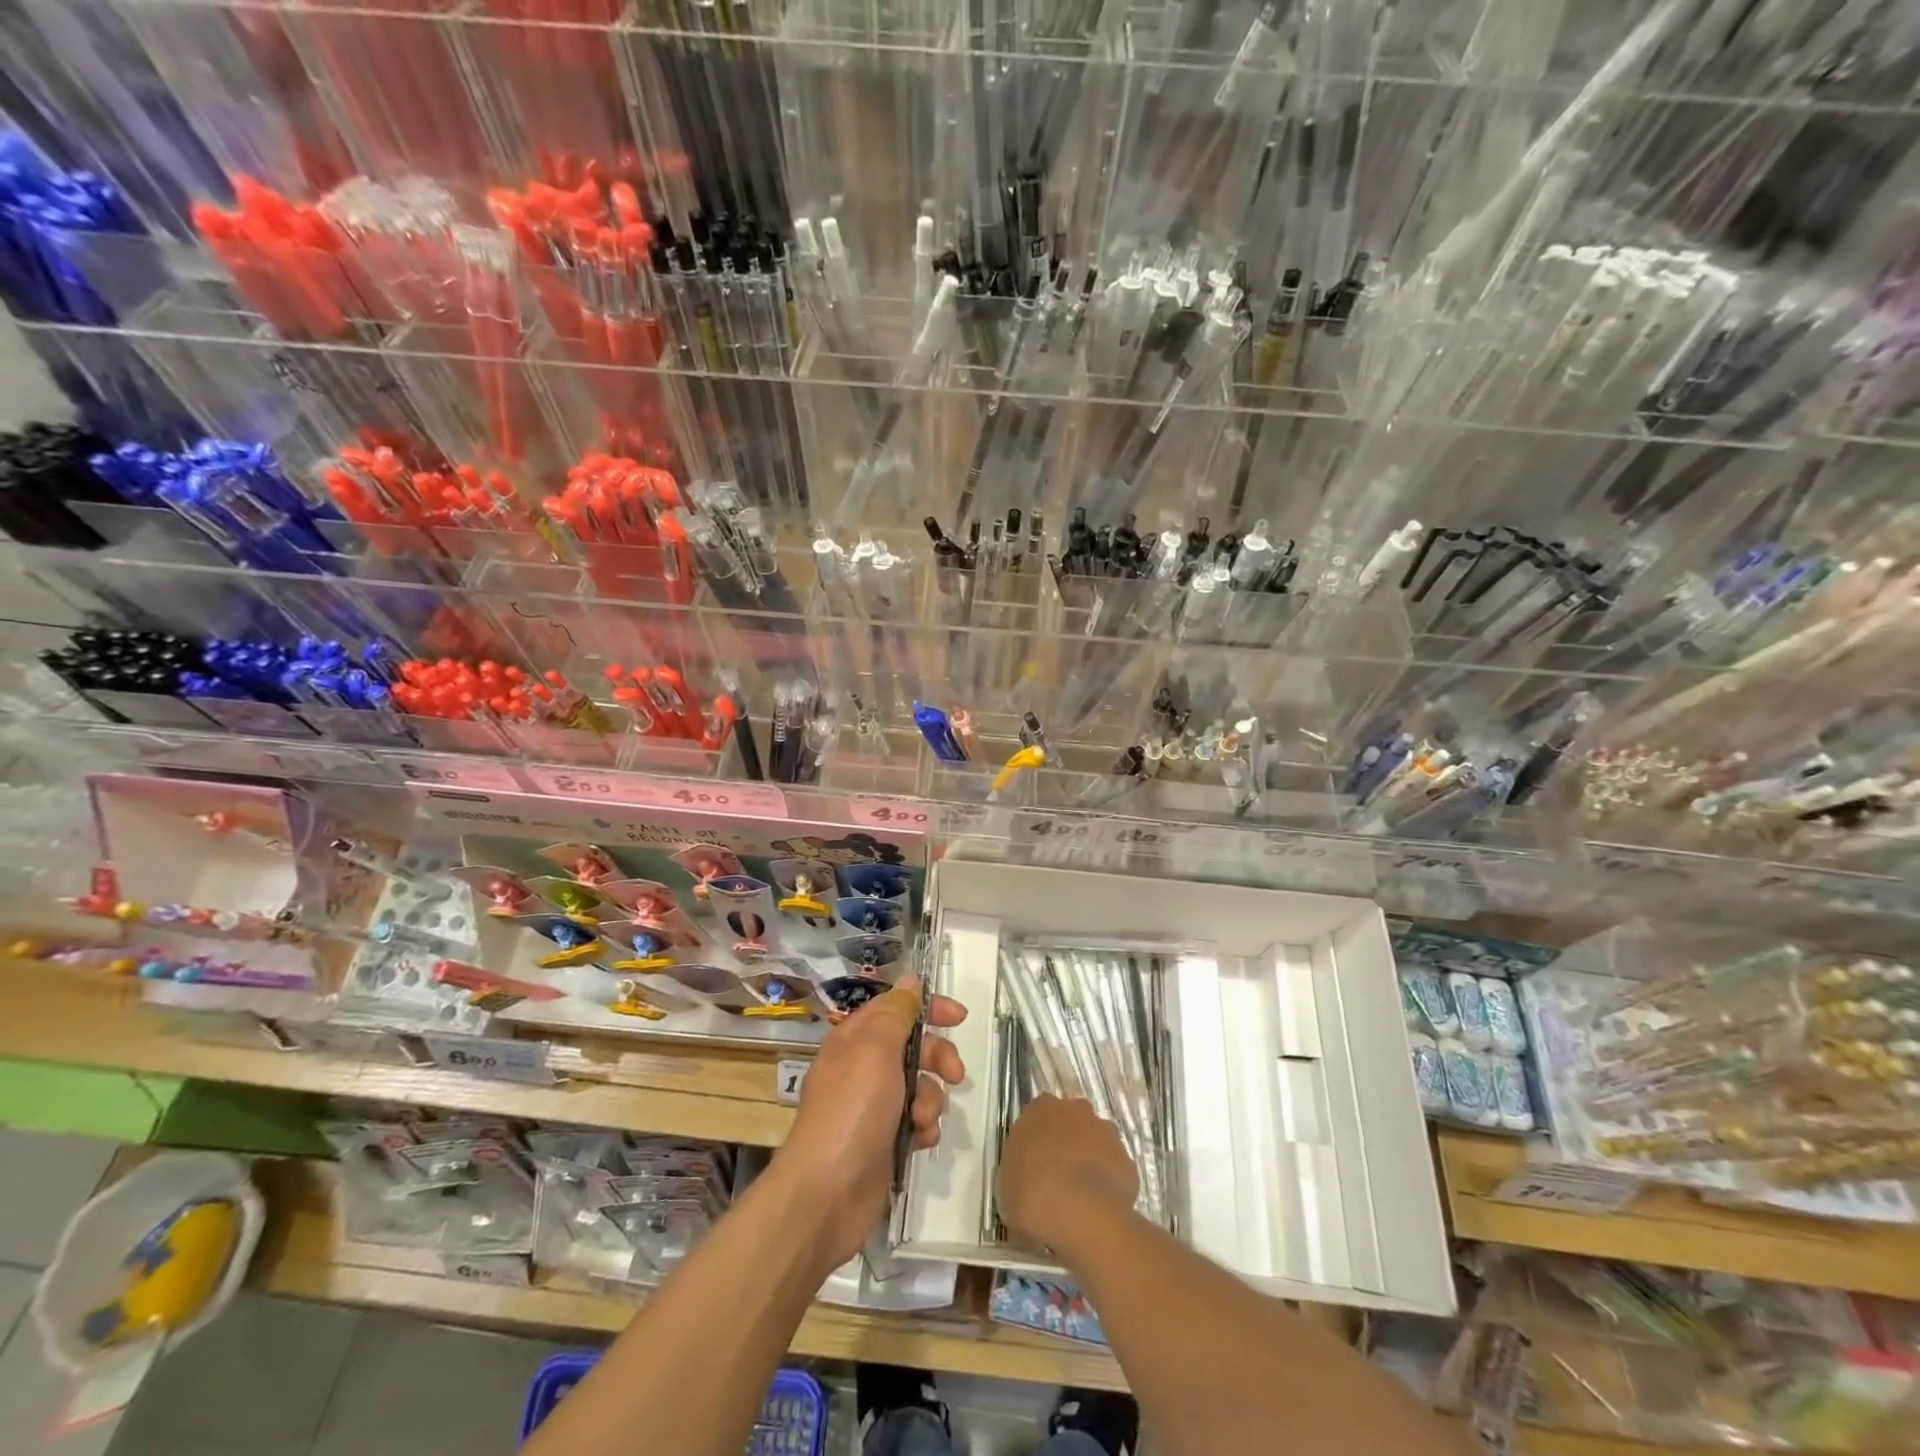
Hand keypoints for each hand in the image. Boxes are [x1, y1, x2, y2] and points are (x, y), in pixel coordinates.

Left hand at [770, 976, 966, 1269]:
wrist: (826, 1194)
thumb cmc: (852, 1110)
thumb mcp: (875, 1050)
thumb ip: (896, 1013)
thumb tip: (910, 981)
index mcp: (854, 1039)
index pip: (896, 1008)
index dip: (928, 1008)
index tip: (959, 1018)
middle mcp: (862, 1068)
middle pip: (913, 1047)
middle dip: (937, 1058)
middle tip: (954, 1074)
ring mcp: (872, 1107)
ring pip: (920, 1086)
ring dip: (931, 1099)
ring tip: (922, 1120)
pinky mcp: (883, 1141)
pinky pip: (916, 1122)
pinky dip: (923, 1128)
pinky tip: (920, 1141)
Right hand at [995, 1095, 1138, 1255]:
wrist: (1083, 1215)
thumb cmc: (1033, 1194)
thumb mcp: (1007, 1185)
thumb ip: (1017, 1173)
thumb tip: (1024, 1183)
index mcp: (1041, 1109)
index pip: (1037, 1115)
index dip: (1036, 1139)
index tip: (1032, 1164)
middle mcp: (1076, 1110)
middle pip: (1070, 1122)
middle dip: (1066, 1143)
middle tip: (1056, 1177)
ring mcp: (1106, 1133)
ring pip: (1096, 1142)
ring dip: (1089, 1160)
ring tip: (1080, 1196)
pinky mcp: (1127, 1160)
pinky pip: (1114, 1169)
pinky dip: (1108, 1182)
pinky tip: (1098, 1208)